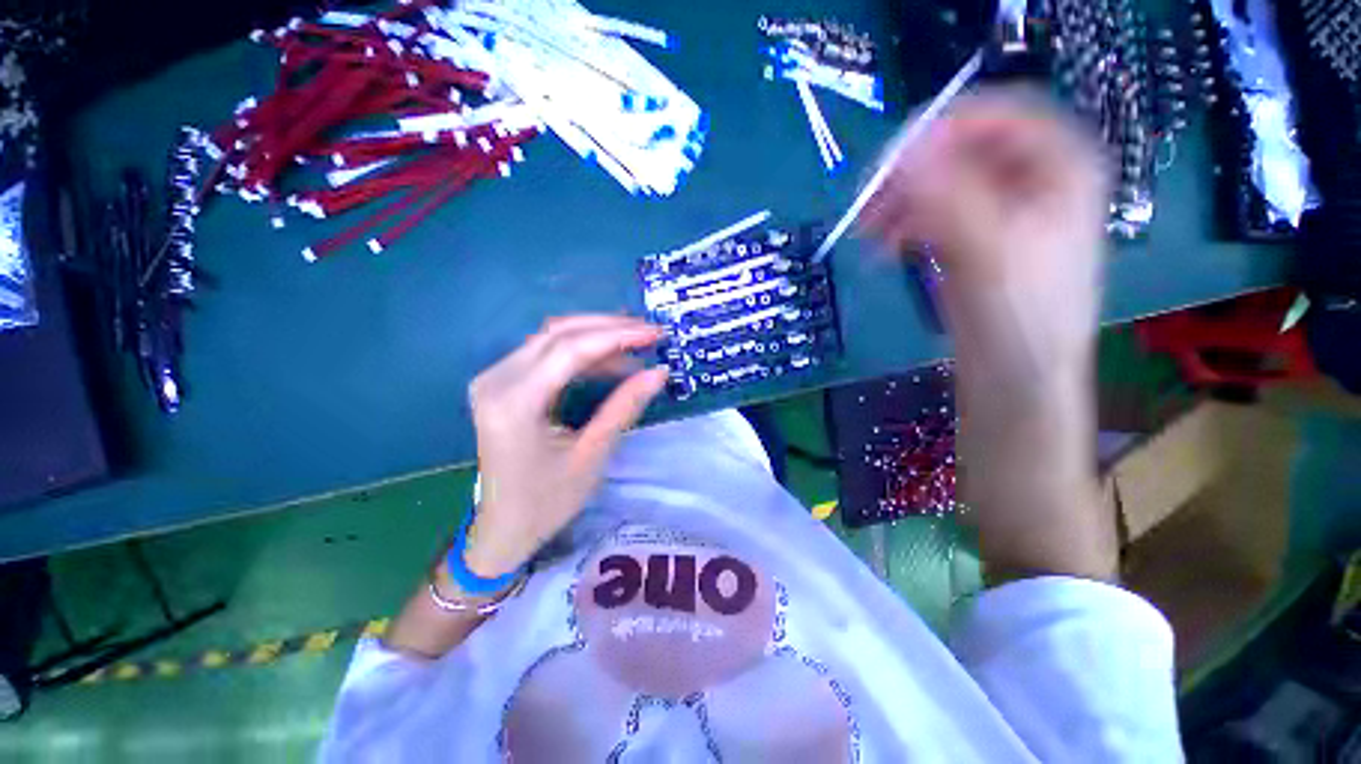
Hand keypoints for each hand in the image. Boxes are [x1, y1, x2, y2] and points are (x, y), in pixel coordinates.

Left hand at [463, 315, 669, 577]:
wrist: (503, 529)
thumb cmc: (547, 502)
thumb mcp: (592, 455)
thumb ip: (624, 407)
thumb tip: (659, 373)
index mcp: (515, 402)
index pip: (571, 350)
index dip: (617, 336)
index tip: (654, 333)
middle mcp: (497, 379)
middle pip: (559, 334)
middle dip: (610, 328)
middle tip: (650, 333)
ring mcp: (495, 378)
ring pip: (553, 338)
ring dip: (597, 337)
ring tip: (637, 345)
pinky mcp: (502, 383)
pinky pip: (546, 354)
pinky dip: (582, 353)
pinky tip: (610, 361)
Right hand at [861, 86, 1108, 385]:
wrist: (1016, 378)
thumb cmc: (1020, 316)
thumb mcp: (988, 250)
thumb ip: (948, 195)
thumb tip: (904, 151)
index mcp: (1060, 166)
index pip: (997, 116)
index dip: (942, 129)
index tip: (890, 162)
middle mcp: (1032, 181)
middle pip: (962, 152)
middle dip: (911, 174)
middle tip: (868, 203)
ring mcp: (1000, 213)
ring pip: (941, 185)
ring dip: (900, 203)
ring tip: (867, 232)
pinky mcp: (972, 242)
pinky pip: (933, 216)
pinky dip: (904, 226)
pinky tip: (884, 247)